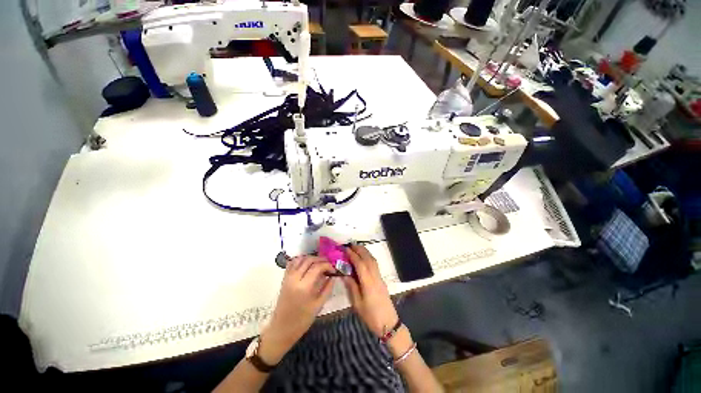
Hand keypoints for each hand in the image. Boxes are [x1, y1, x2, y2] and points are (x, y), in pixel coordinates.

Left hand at [260, 256, 335, 363]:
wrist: (281, 329)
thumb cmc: (302, 320)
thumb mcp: (318, 306)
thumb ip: (327, 288)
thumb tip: (333, 276)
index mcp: (304, 287)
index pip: (317, 267)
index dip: (327, 265)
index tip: (333, 269)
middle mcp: (295, 278)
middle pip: (309, 260)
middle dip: (321, 259)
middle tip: (328, 264)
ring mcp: (288, 277)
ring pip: (300, 258)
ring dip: (311, 258)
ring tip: (319, 264)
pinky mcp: (284, 278)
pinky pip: (292, 263)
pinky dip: (301, 260)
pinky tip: (307, 264)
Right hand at [342, 245, 398, 337]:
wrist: (388, 324)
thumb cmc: (371, 316)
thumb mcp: (357, 303)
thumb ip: (351, 286)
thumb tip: (344, 273)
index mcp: (368, 283)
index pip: (360, 264)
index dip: (353, 255)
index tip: (345, 249)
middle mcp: (375, 277)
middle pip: (368, 259)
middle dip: (360, 250)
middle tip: (350, 245)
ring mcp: (380, 278)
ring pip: (373, 260)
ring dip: (365, 252)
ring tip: (356, 248)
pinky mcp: (381, 280)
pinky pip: (375, 265)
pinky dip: (369, 258)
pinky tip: (364, 259)